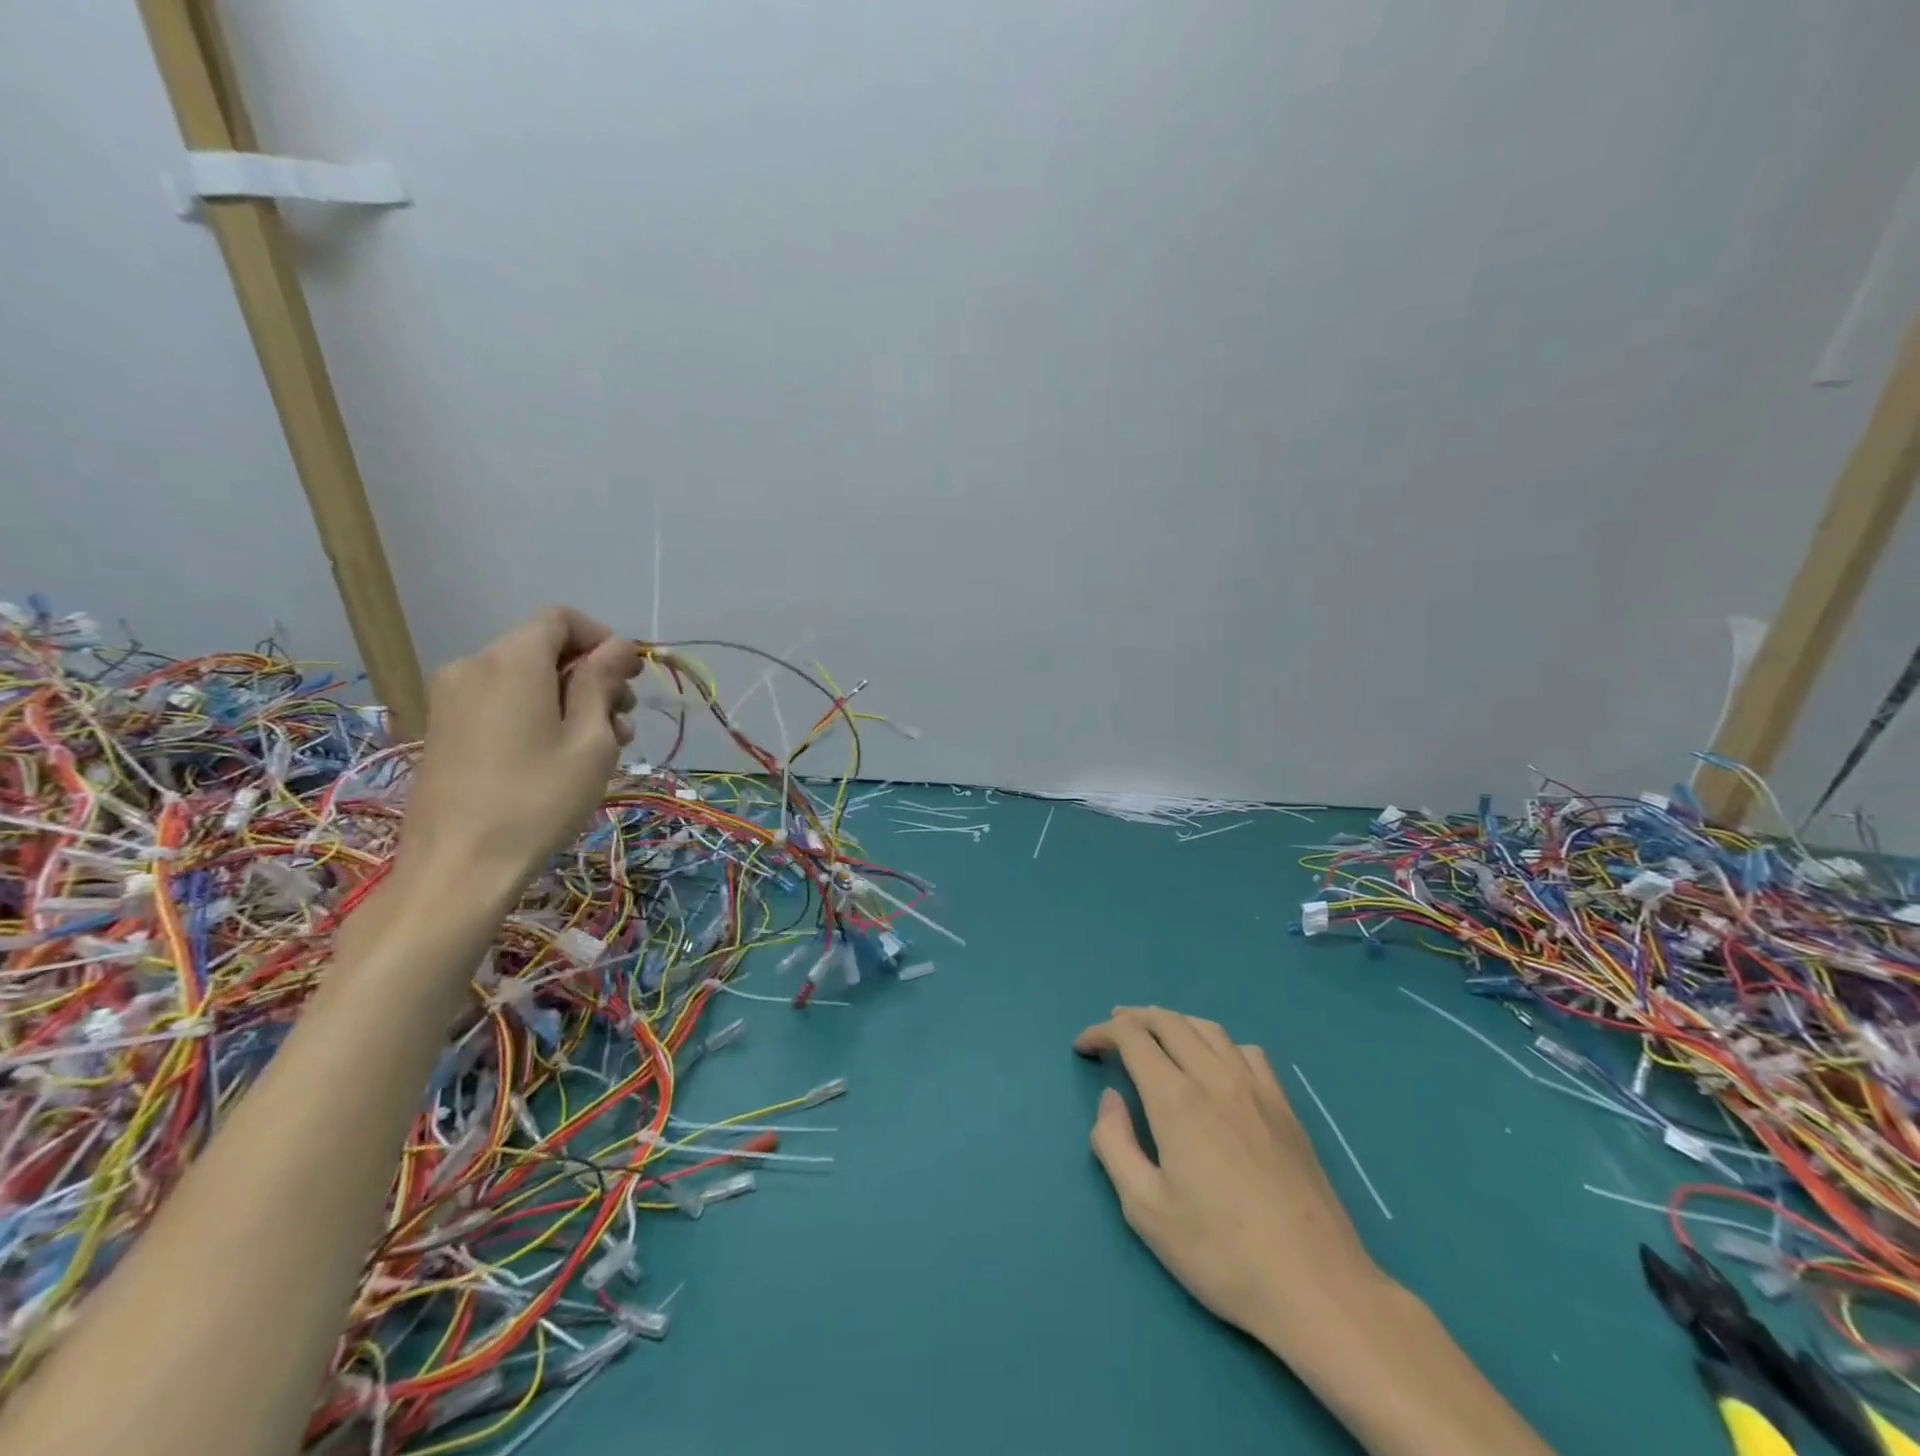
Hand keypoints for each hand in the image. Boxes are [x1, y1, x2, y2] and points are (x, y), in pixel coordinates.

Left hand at [399, 607, 642, 889]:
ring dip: (568, 698)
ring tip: (600, 746)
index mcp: (511, 661)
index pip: (560, 619)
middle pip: (543, 648)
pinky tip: (560, 754)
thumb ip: (602, 683)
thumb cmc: (538, 799)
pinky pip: (500, 700)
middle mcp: (473, 665)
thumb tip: (617, 646)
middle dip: (590, 674)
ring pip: (524, 677)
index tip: (630, 677)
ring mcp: (451, 697)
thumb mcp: (590, 740)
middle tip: (623, 721)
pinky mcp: (443, 727)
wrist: (459, 865)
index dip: (602, 639)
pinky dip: (537, 713)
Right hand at [1074, 1006, 1386, 1354]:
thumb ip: (1114, 1145)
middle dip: (1133, 1017)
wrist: (1316, 1286)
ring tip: (1156, 1032)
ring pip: (1208, 1028)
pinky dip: (1218, 1042)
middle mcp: (1214, 1078)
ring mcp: (1256, 1089)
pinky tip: (1216, 1062)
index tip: (1083, 1046)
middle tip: (1112, 1026)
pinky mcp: (1285, 1107)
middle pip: (1168, 1021)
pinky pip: (1247, 1051)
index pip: (1132, 1038)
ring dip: (1174, 1021)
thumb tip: (1111, 1099)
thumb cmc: (1220, 1253)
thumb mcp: (1145, 1210)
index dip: (1102, 1032)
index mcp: (1176, 1099)